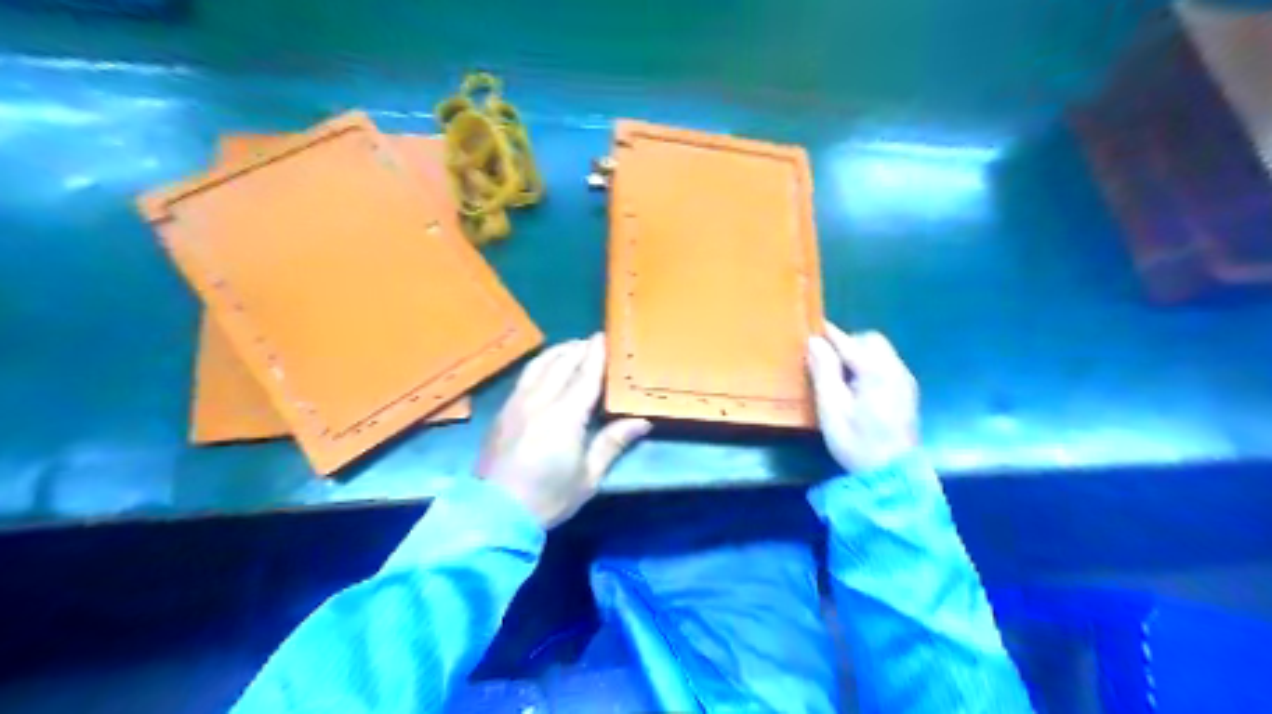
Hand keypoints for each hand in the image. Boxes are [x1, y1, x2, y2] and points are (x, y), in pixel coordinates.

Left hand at [480, 333, 653, 527]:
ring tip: (572, 348)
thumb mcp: (588, 476)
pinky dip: (541, 364)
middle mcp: (540, 400)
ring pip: (539, 365)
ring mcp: (517, 403)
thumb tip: (641, 421)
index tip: (605, 336)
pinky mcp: (503, 411)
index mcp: (565, 415)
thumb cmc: (548, 497)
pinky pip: (525, 376)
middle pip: (561, 363)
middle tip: (593, 341)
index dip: (596, 354)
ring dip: (558, 352)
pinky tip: (546, 368)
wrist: (494, 513)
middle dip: (579, 348)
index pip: (585, 375)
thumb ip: (612, 443)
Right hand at [809, 324, 918, 473]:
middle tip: (827, 362)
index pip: (848, 341)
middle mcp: (895, 369)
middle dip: (848, 344)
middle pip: (870, 340)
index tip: (810, 331)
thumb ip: (824, 372)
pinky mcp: (907, 392)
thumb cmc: (857, 443)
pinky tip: (858, 388)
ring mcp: (905, 380)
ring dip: (859, 355)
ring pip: (881, 352)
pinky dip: (870, 366)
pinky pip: (887, 365)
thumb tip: (815, 341)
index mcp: (876, 371)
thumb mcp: (832, 409)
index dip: (828, 335)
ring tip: (840, 376)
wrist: (893, 475)